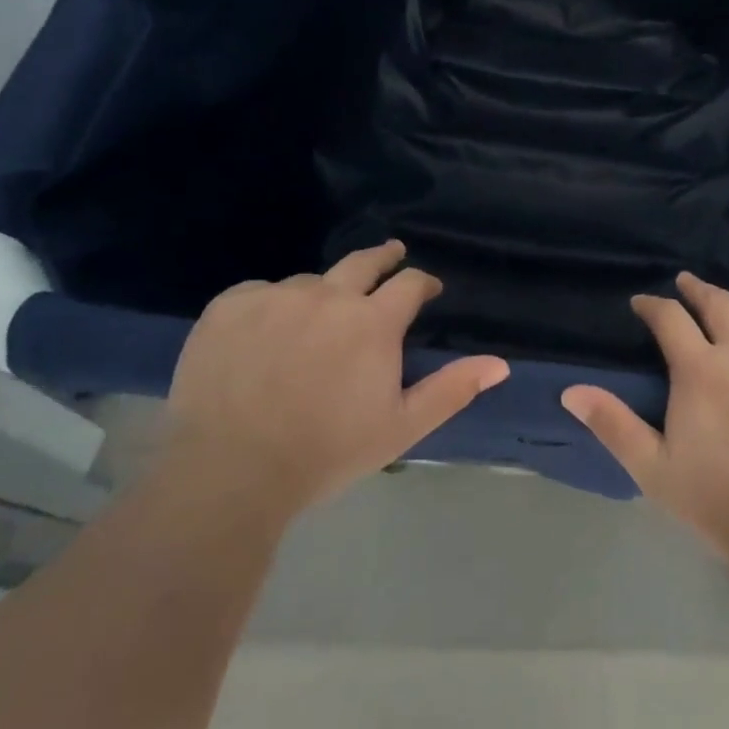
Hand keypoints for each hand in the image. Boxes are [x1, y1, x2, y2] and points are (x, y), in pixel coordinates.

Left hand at [167, 241, 508, 512]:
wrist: (229, 472)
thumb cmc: (326, 452)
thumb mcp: (401, 427)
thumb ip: (452, 389)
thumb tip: (500, 364)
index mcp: (373, 322)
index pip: (410, 283)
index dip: (423, 283)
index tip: (427, 289)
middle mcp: (327, 295)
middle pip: (363, 261)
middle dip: (383, 257)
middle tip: (391, 255)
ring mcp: (274, 297)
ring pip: (309, 282)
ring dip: (323, 294)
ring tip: (316, 321)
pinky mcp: (229, 306)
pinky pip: (260, 292)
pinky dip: (271, 307)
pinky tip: (265, 336)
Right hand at [560, 272, 728, 563]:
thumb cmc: (719, 502)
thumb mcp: (653, 469)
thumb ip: (613, 424)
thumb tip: (571, 391)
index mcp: (702, 370)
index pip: (670, 318)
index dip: (652, 304)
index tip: (642, 303)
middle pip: (719, 302)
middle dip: (696, 288)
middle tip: (685, 283)